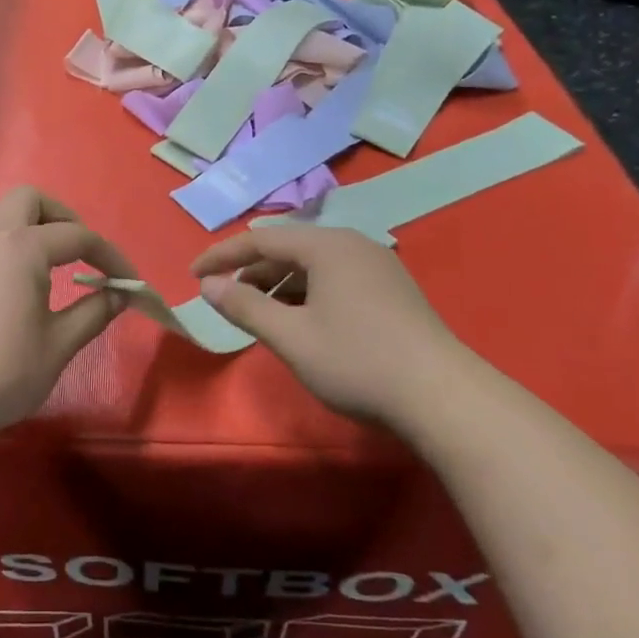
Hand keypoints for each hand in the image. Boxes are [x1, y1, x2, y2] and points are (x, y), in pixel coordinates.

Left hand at [0, 188, 135, 435]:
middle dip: (63, 217)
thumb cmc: (4, 372)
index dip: (110, 256)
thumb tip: (119, 294)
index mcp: (21, 248)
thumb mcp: (59, 344)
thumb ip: (93, 312)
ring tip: (49, 257)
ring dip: (29, 222)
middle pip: (29, 200)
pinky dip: (6, 240)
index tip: (130, 282)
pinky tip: (16, 278)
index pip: (77, 237)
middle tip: (81, 252)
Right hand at [190, 226, 475, 422]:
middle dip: (251, 271)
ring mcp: (377, 266)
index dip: (222, 255)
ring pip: (313, 265)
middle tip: (225, 298)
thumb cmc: (357, 361)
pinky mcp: (392, 290)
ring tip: (260, 313)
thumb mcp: (290, 336)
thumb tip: (209, 285)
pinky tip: (301, 321)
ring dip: (279, 284)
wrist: (445, 398)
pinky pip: (335, 278)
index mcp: (327, 246)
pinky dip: (307, 293)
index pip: (261, 239)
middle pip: (288, 248)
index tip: (194, 276)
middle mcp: (353, 244)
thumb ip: (244, 306)